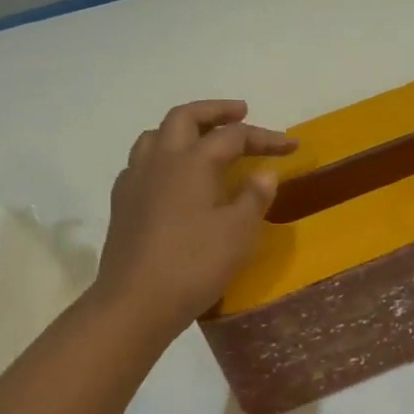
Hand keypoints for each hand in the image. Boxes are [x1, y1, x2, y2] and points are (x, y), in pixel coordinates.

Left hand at [92, 100, 294, 337]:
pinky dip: (163, 156)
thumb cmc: (194, 264)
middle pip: (185, 117)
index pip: (233, 136)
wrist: (135, 302)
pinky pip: (142, 162)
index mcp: (192, 161)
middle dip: (215, 111)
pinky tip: (173, 177)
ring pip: (156, 135)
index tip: (291, 146)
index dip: (265, 137)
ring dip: (183, 129)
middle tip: (241, 113)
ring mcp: (136, 180)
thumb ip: (254, 197)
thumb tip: (264, 172)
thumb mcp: (238, 233)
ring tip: (203, 139)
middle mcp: (160, 160)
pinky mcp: (122, 203)